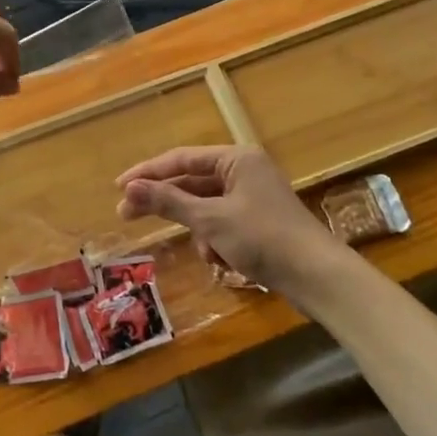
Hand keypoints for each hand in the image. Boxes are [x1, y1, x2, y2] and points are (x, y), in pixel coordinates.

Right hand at [115, 145, 347, 292]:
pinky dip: (217, 242)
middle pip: (192, 182)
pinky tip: (223, 261)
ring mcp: (253, 197)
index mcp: (236, 158)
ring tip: (205, 253)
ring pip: (207, 208)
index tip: (119, 188)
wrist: (318, 277)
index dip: (148, 173)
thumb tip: (129, 188)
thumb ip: (168, 201)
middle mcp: (244, 171)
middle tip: (127, 216)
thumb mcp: (210, 220)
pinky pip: (223, 224)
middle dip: (166, 203)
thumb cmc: (263, 238)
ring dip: (199, 230)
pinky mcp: (259, 222)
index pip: (181, 159)